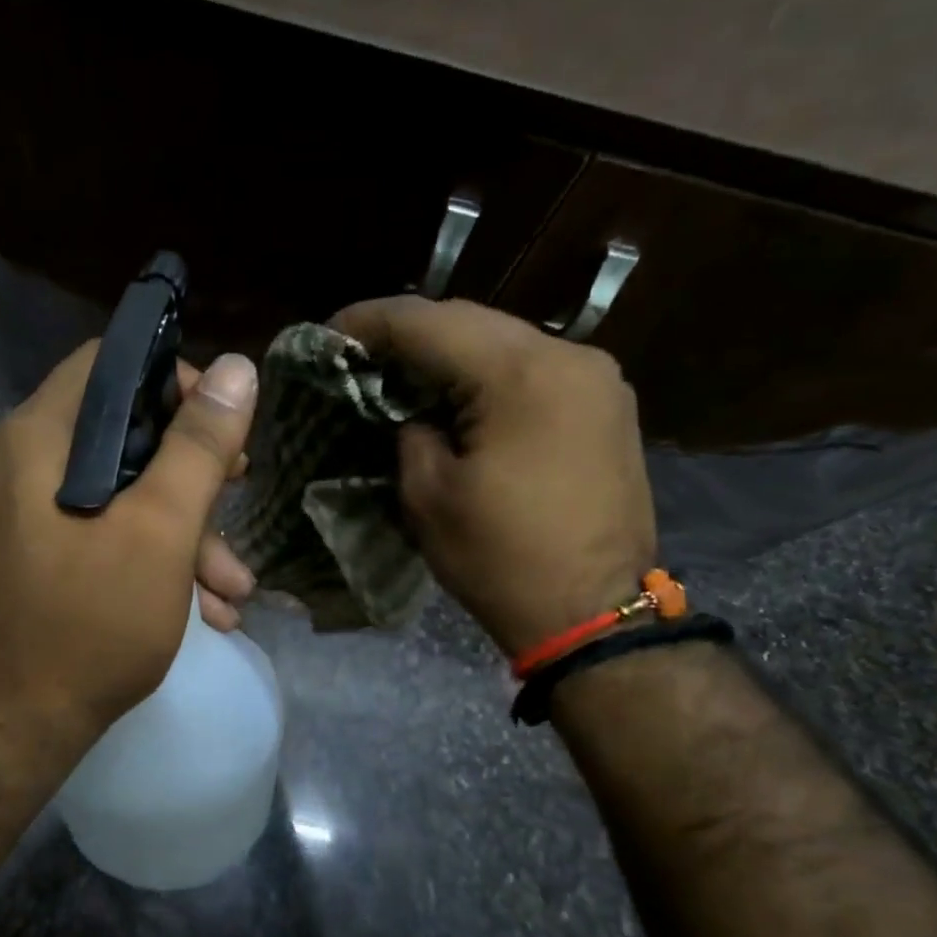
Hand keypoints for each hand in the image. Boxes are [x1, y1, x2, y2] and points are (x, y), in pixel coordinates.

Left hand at [0, 343, 259, 745]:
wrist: (15, 730)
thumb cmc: (91, 622)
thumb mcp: (161, 530)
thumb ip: (199, 446)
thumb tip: (238, 368)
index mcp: (35, 440)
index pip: (109, 366)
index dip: (175, 381)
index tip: (221, 427)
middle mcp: (16, 465)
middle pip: (120, 436)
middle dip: (191, 476)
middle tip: (239, 496)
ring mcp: (17, 516)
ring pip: (115, 495)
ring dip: (181, 534)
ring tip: (233, 590)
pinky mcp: (28, 558)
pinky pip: (94, 534)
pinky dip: (145, 559)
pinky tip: (201, 609)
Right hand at [332, 296, 656, 656]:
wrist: (593, 614)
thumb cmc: (500, 559)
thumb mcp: (428, 495)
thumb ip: (410, 432)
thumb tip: (415, 413)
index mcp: (520, 375)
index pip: (429, 322)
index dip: (371, 322)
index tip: (329, 333)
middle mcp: (568, 357)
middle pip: (472, 322)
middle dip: (411, 334)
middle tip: (361, 353)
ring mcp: (597, 379)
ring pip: (506, 341)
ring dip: (451, 353)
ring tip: (404, 373)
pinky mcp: (607, 406)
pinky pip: (535, 370)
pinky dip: (489, 375)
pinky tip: (460, 396)